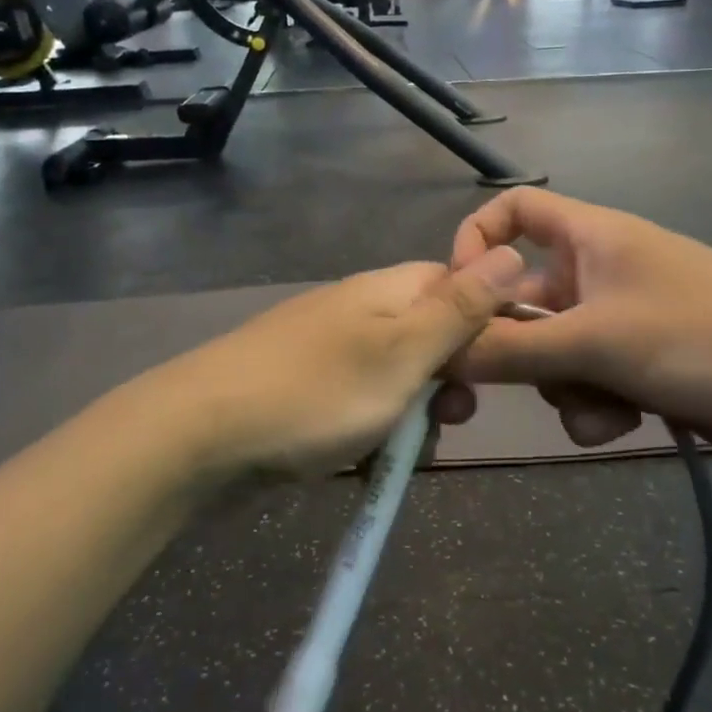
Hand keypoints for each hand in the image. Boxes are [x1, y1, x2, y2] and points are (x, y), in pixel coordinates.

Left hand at [148, 247, 525, 480]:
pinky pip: (359, 404)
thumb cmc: (317, 393)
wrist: (200, 435)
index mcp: (384, 290)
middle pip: (428, 335)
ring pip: (396, 378)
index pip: (454, 283)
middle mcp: (358, 311)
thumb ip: (460, 309)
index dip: (484, 321)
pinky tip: (365, 460)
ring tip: (405, 450)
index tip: (497, 367)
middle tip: (450, 417)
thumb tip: (511, 251)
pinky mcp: (304, 391)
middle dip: (449, 379)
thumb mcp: (403, 352)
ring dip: (413, 414)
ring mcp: (327, 352)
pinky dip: (372, 431)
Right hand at [449, 190, 711, 469]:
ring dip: (563, 385)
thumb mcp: (593, 342)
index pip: (514, 210)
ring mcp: (623, 318)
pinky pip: (590, 380)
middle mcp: (599, 270)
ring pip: (554, 351)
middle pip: (525, 299)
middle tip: (496, 385)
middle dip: (519, 346)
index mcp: (589, 237)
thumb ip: (509, 350)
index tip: (457, 295)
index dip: (477, 241)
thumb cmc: (699, 337)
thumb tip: (436, 352)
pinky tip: (624, 424)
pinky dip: (596, 404)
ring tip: (598, 405)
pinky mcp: (643, 363)